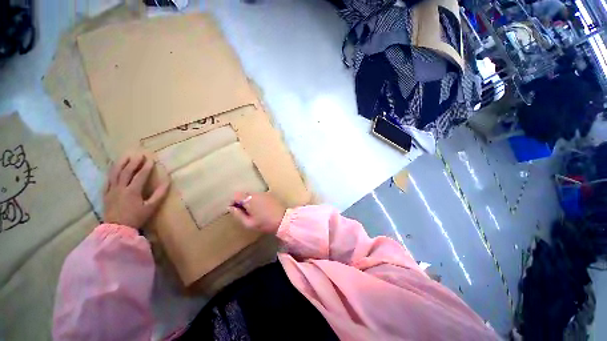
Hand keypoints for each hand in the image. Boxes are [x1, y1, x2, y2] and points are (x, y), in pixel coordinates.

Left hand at [103, 152, 169, 228]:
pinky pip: (108, 180)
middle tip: (140, 154)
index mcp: (133, 191)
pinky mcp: (106, 194)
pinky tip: (114, 168)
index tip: (151, 159)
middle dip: (134, 162)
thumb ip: (160, 193)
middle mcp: (120, 188)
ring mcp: (111, 190)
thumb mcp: (151, 207)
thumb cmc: (136, 218)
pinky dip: (112, 172)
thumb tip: (168, 181)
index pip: (140, 175)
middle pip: (127, 171)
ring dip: (121, 163)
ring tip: (126, 156)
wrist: (117, 229)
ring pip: (115, 173)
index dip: (146, 167)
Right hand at [229, 192, 285, 233]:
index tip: (234, 210)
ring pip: (252, 194)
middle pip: (244, 193)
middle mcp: (256, 193)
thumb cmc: (265, 223)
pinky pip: (259, 195)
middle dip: (241, 201)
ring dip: (249, 200)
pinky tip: (260, 208)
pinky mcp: (270, 194)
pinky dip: (257, 200)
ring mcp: (264, 192)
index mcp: (249, 199)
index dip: (233, 202)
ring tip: (252, 211)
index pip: (236, 195)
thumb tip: (230, 208)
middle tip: (243, 212)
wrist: (283, 219)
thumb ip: (238, 214)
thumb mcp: (248, 223)